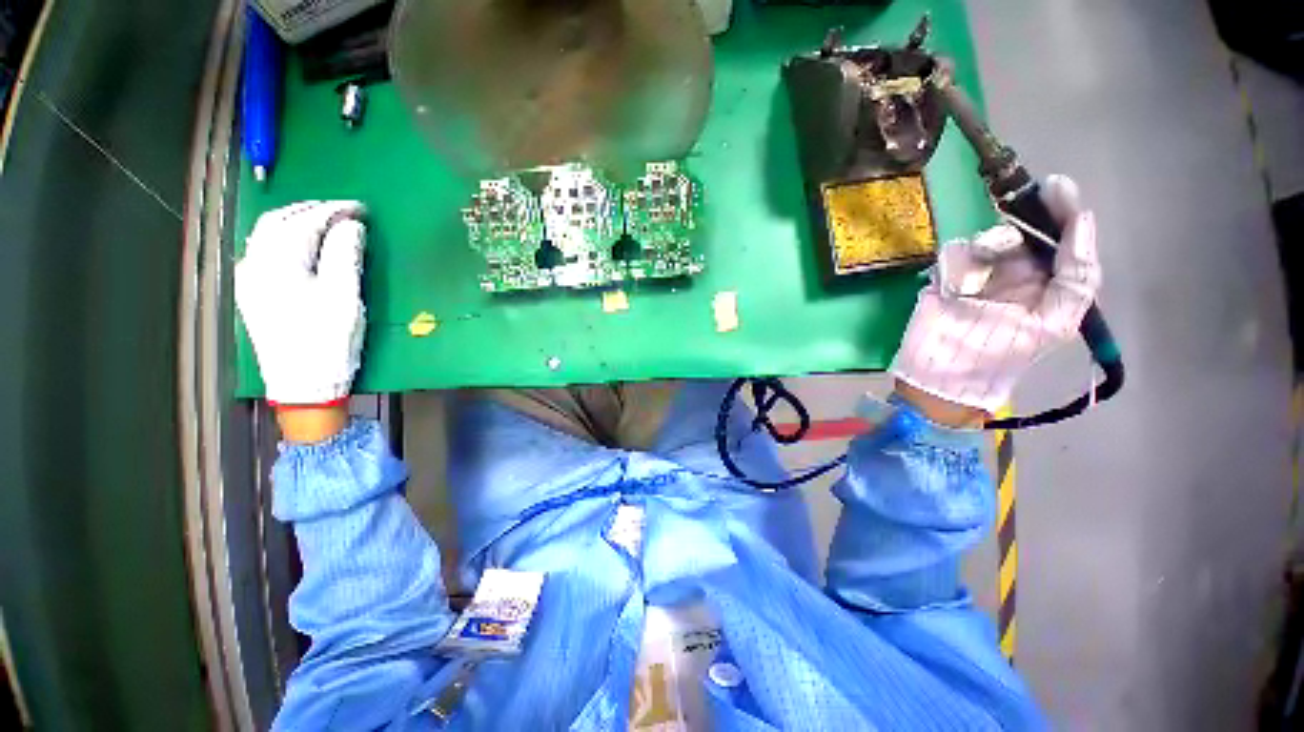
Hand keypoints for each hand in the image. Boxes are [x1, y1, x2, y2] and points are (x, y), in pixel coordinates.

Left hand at [235, 201, 366, 411]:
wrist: (303, 385)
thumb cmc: (327, 341)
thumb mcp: (345, 297)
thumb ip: (345, 256)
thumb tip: (351, 225)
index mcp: (277, 264)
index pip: (304, 222)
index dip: (333, 210)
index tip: (360, 208)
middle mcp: (255, 265)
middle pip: (277, 221)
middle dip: (310, 209)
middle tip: (343, 210)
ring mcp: (250, 280)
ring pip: (267, 235)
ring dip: (295, 221)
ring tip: (324, 222)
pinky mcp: (253, 294)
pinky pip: (264, 252)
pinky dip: (284, 238)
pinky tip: (300, 245)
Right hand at [891, 175, 1100, 417]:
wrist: (938, 376)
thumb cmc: (997, 357)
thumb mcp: (1052, 325)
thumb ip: (1076, 278)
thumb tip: (1083, 221)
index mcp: (1047, 288)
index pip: (1064, 244)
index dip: (1065, 216)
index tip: (1057, 188)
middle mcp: (1016, 276)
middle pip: (1025, 235)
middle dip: (1022, 226)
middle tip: (1015, 215)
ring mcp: (978, 276)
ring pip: (988, 241)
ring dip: (985, 248)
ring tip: (974, 279)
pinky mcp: (945, 279)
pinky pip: (955, 255)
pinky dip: (956, 264)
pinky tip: (952, 286)